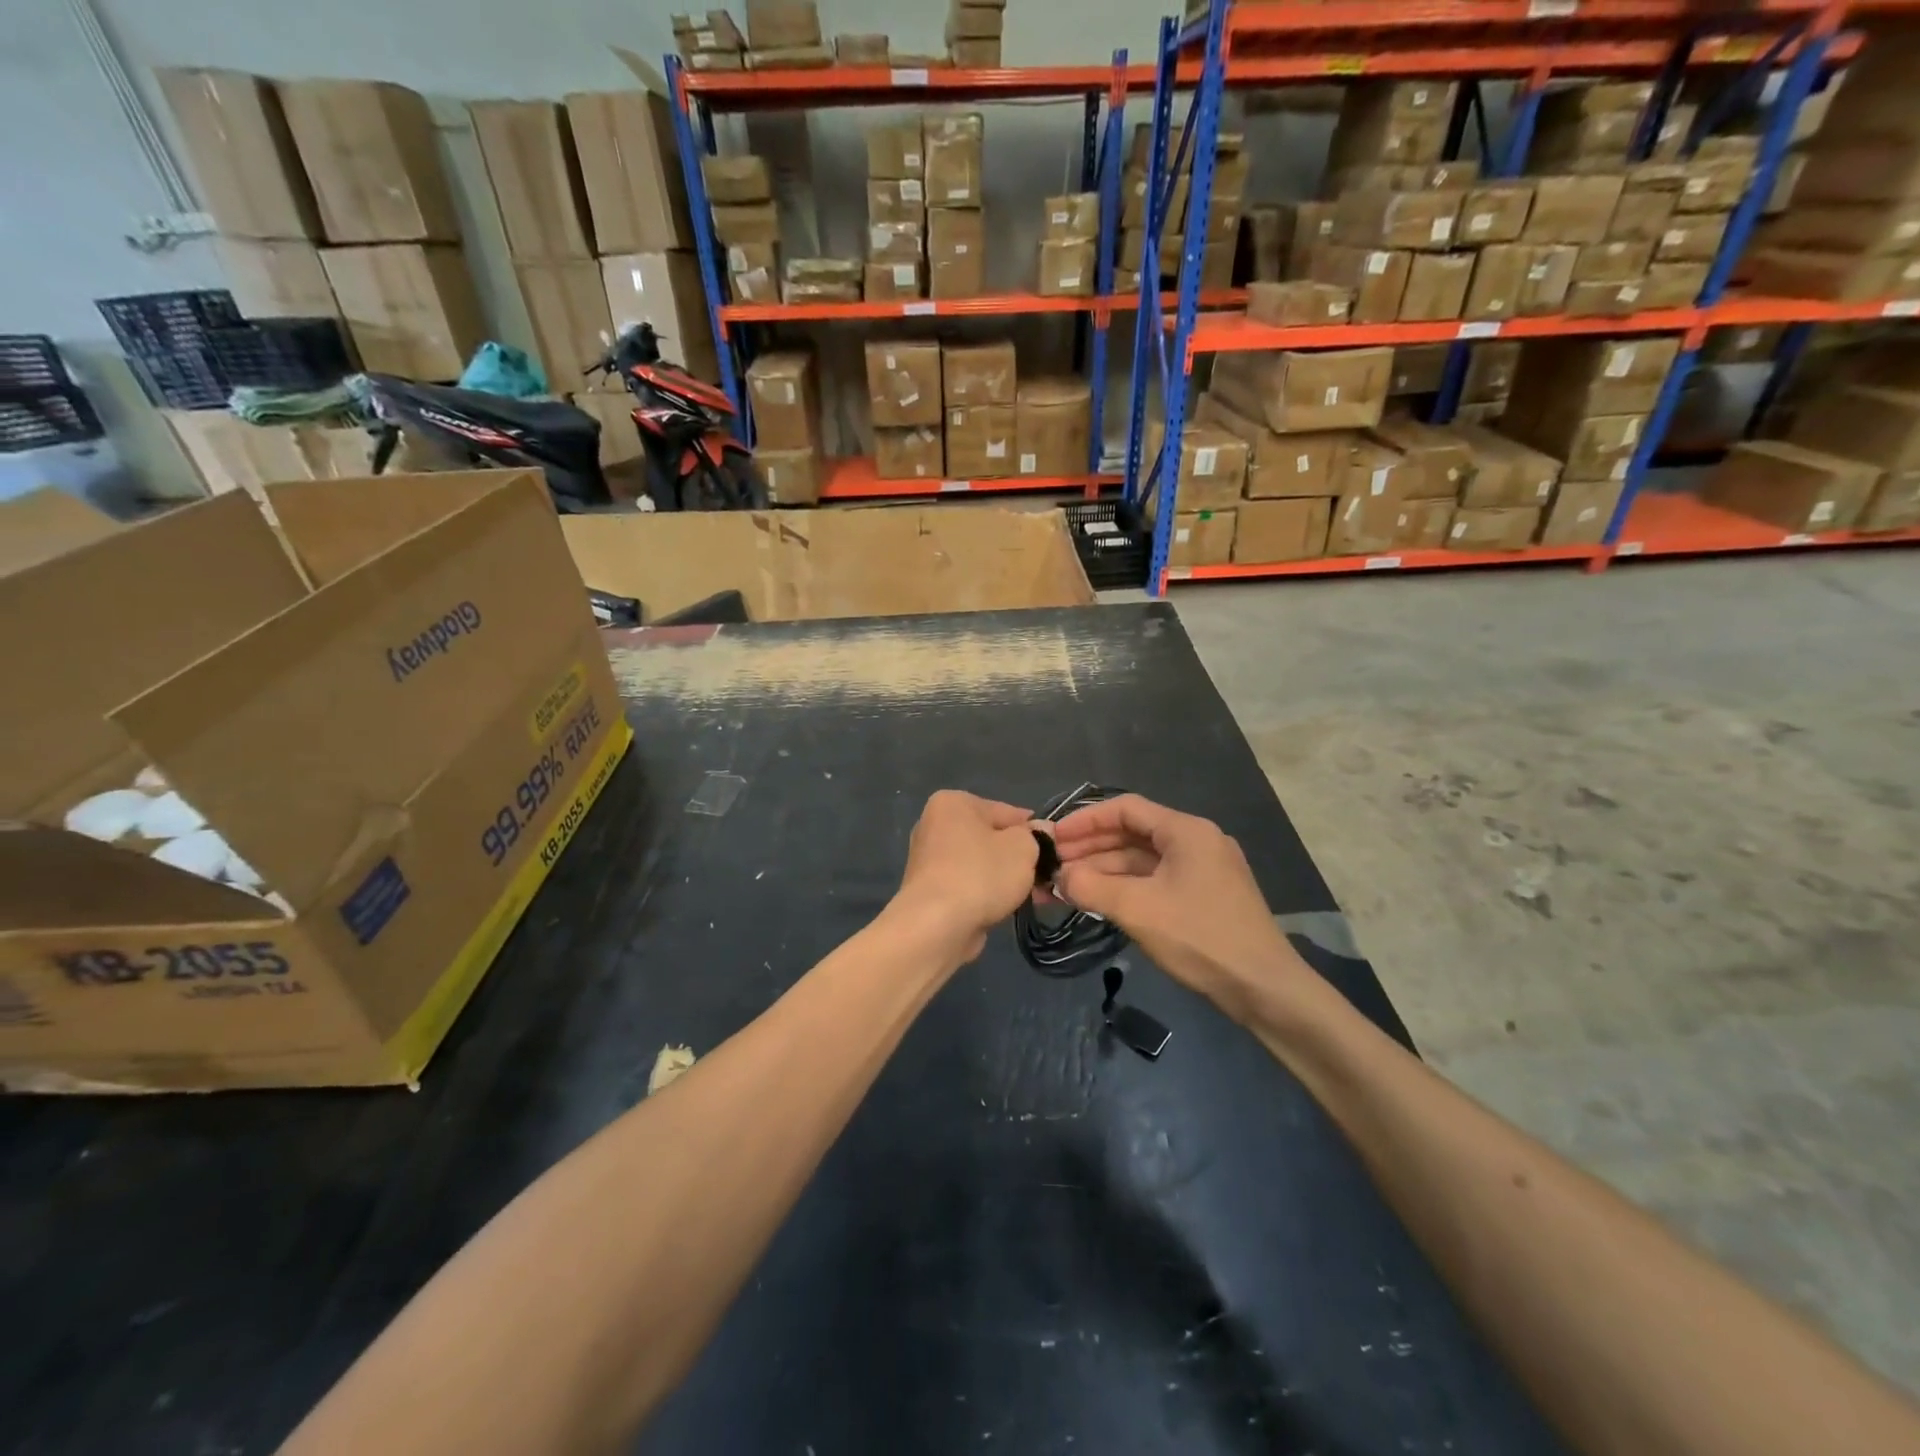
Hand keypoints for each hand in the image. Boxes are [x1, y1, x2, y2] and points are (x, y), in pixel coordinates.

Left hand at [891, 791, 1040, 963]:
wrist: (937, 925)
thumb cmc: (982, 874)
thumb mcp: (1023, 847)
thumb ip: (1036, 837)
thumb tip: (1040, 832)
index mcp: (953, 803)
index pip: (1005, 811)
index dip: (1032, 830)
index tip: (1052, 850)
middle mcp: (934, 824)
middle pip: (990, 837)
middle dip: (1016, 857)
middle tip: (1042, 876)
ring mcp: (928, 859)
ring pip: (979, 863)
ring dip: (1002, 878)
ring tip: (1028, 896)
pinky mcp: (928, 890)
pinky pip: (966, 884)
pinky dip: (984, 894)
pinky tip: (1003, 908)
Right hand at [1049, 794, 1306, 1021]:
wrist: (1264, 988)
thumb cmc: (1201, 938)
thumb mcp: (1138, 910)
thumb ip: (1091, 887)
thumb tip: (1059, 877)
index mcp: (1186, 831)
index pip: (1126, 809)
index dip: (1085, 820)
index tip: (1054, 837)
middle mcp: (1196, 842)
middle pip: (1132, 834)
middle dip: (1090, 849)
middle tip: (1053, 866)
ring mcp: (1202, 870)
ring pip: (1142, 861)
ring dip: (1104, 872)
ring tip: (1066, 888)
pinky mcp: (1204, 897)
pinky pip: (1155, 881)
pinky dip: (1125, 888)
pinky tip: (1098, 902)